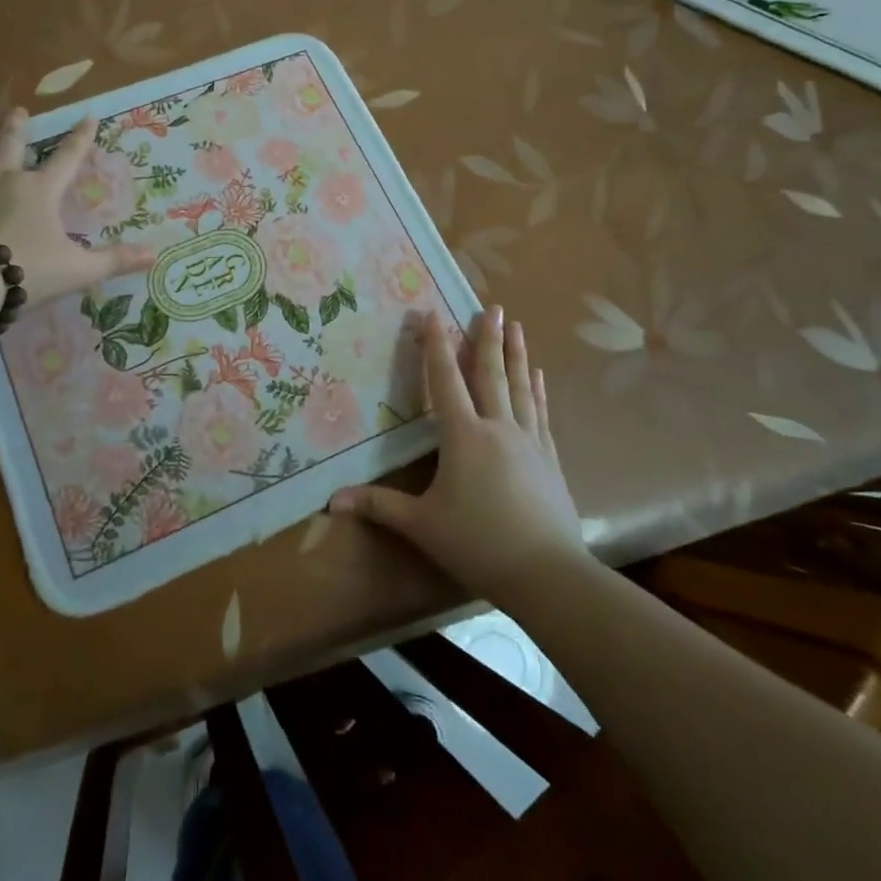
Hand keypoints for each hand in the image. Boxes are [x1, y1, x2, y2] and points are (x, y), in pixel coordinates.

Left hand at [0, 107, 155, 307]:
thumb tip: (155, 255)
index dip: (80, 137)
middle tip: (18, 109)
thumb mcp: (78, 270)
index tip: (88, 116)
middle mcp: (3, 178)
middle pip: (11, 143)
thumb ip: (114, 260)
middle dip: (17, 124)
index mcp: (40, 191)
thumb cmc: (26, 271)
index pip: (67, 158)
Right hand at [330, 306, 584, 602]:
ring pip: (520, 387)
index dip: (435, 345)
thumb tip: (331, 502)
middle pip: (490, 373)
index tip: (431, 313)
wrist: (547, 574)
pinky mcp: (550, 458)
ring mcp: (529, 441)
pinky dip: (538, 390)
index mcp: (464, 436)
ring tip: (517, 327)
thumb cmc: (477, 543)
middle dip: (488, 338)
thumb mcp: (422, 524)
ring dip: (516, 354)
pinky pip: (541, 413)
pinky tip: (538, 376)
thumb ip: (378, 506)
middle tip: (494, 306)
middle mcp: (498, 427)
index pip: (445, 381)